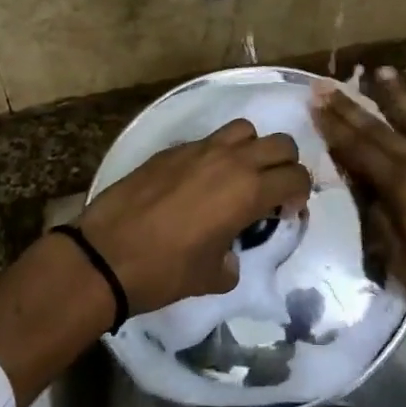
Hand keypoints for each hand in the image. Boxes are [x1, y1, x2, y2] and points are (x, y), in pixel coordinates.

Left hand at [77, 119, 311, 312]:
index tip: (285, 213)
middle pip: (280, 143)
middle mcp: (230, 161)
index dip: (299, 195)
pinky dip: (216, 154)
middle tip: (270, 192)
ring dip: (252, 149)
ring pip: (244, 130)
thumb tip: (230, 255)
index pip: (296, 177)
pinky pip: (208, 140)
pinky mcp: (172, 150)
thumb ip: (234, 260)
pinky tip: (198, 182)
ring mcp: (199, 150)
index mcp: (248, 191)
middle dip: (285, 166)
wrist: (106, 255)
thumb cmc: (165, 270)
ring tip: (237, 177)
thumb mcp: (212, 276)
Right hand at [315, 68, 405, 324]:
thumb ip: (382, 224)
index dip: (334, 129)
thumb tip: (366, 194)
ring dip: (399, 94)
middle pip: (381, 130)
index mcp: (402, 188)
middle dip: (351, 107)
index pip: (359, 152)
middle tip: (327, 85)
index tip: (315, 105)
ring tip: (381, 70)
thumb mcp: (405, 264)